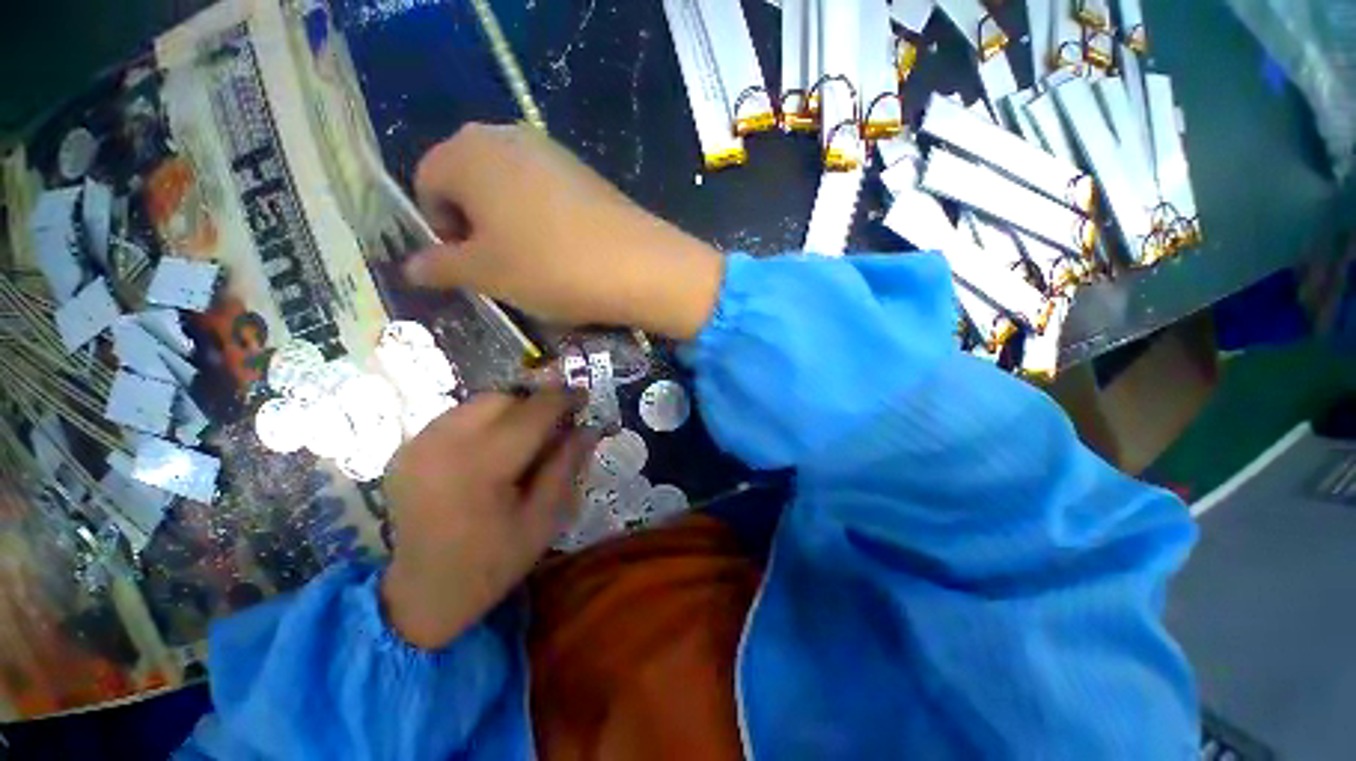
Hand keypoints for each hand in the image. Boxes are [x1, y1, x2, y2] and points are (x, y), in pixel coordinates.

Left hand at [380, 390, 597, 649]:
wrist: (423, 593)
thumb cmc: (493, 563)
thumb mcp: (544, 520)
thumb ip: (566, 467)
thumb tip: (589, 428)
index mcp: (480, 467)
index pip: (532, 413)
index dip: (562, 399)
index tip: (583, 397)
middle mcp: (443, 444)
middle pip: (502, 398)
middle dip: (534, 404)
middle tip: (554, 425)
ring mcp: (418, 444)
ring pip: (478, 402)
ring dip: (509, 411)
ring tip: (524, 438)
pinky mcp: (406, 448)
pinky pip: (456, 416)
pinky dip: (482, 421)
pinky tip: (491, 449)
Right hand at [405, 123, 724, 339]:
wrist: (636, 266)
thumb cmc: (548, 267)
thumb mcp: (485, 274)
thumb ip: (441, 266)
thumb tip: (411, 267)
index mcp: (466, 152)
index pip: (427, 183)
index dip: (440, 228)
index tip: (468, 263)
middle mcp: (506, 137)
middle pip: (470, 182)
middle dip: (475, 225)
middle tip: (500, 265)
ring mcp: (553, 152)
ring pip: (510, 189)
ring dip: (511, 225)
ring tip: (536, 263)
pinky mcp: (586, 173)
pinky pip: (547, 194)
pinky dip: (544, 221)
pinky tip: (565, 251)